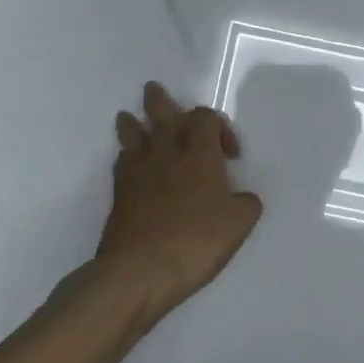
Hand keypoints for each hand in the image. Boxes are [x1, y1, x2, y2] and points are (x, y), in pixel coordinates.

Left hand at [96, 82, 262, 325]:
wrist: (139, 270)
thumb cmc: (196, 240)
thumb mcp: (239, 223)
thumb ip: (245, 203)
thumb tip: (241, 198)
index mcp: (199, 153)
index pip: (205, 117)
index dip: (220, 128)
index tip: (230, 156)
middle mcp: (166, 152)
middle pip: (160, 111)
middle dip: (160, 100)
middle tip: (155, 91)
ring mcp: (137, 170)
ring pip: (132, 132)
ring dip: (133, 121)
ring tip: (131, 118)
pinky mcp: (118, 193)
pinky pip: (121, 160)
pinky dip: (126, 155)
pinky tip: (131, 163)